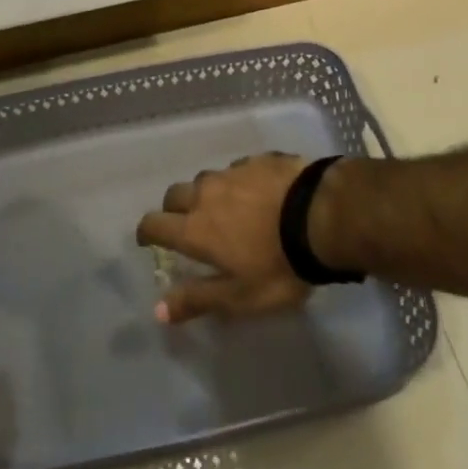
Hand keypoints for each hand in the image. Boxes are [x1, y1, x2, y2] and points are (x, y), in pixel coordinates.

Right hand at [137, 153, 311, 323]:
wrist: (319, 215)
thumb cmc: (278, 265)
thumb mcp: (239, 297)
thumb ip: (198, 300)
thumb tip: (157, 309)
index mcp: (196, 228)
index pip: (155, 223)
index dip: (147, 231)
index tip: (148, 240)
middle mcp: (207, 193)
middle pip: (176, 193)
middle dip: (174, 208)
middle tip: (187, 225)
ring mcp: (234, 171)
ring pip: (207, 178)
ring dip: (208, 193)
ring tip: (226, 209)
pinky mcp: (260, 159)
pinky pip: (239, 169)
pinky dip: (239, 182)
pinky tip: (258, 193)